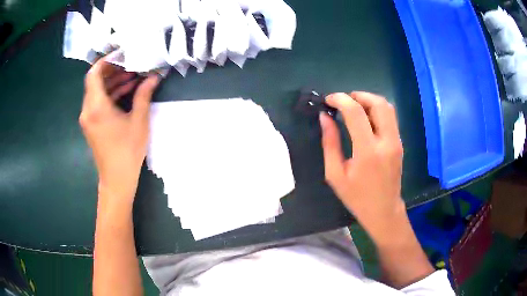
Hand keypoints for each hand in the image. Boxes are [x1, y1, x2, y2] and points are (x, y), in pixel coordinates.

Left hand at [80, 58, 159, 202]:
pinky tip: (126, 92)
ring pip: (97, 91)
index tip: (122, 55)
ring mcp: (88, 118)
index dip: (106, 61)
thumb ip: (144, 95)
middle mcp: (87, 109)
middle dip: (113, 70)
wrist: (116, 179)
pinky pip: (97, 102)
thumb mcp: (139, 121)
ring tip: (133, 78)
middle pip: (95, 81)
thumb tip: (154, 77)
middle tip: (132, 65)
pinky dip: (109, 95)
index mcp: (96, 106)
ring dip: (113, 82)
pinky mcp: (91, 124)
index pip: (94, 73)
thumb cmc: (127, 151)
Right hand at [320, 92, 404, 243]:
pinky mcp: (399, 143)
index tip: (329, 100)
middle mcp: (386, 142)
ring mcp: (396, 141)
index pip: (356, 113)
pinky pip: (390, 117)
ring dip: (369, 101)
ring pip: (387, 107)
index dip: (340, 99)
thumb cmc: (357, 197)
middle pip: (378, 103)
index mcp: (368, 152)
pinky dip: (376, 110)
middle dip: (358, 95)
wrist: (384, 211)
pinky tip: (365, 120)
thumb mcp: (335, 175)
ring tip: (354, 108)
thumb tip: (325, 117)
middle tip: (343, 102)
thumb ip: (330, 143)